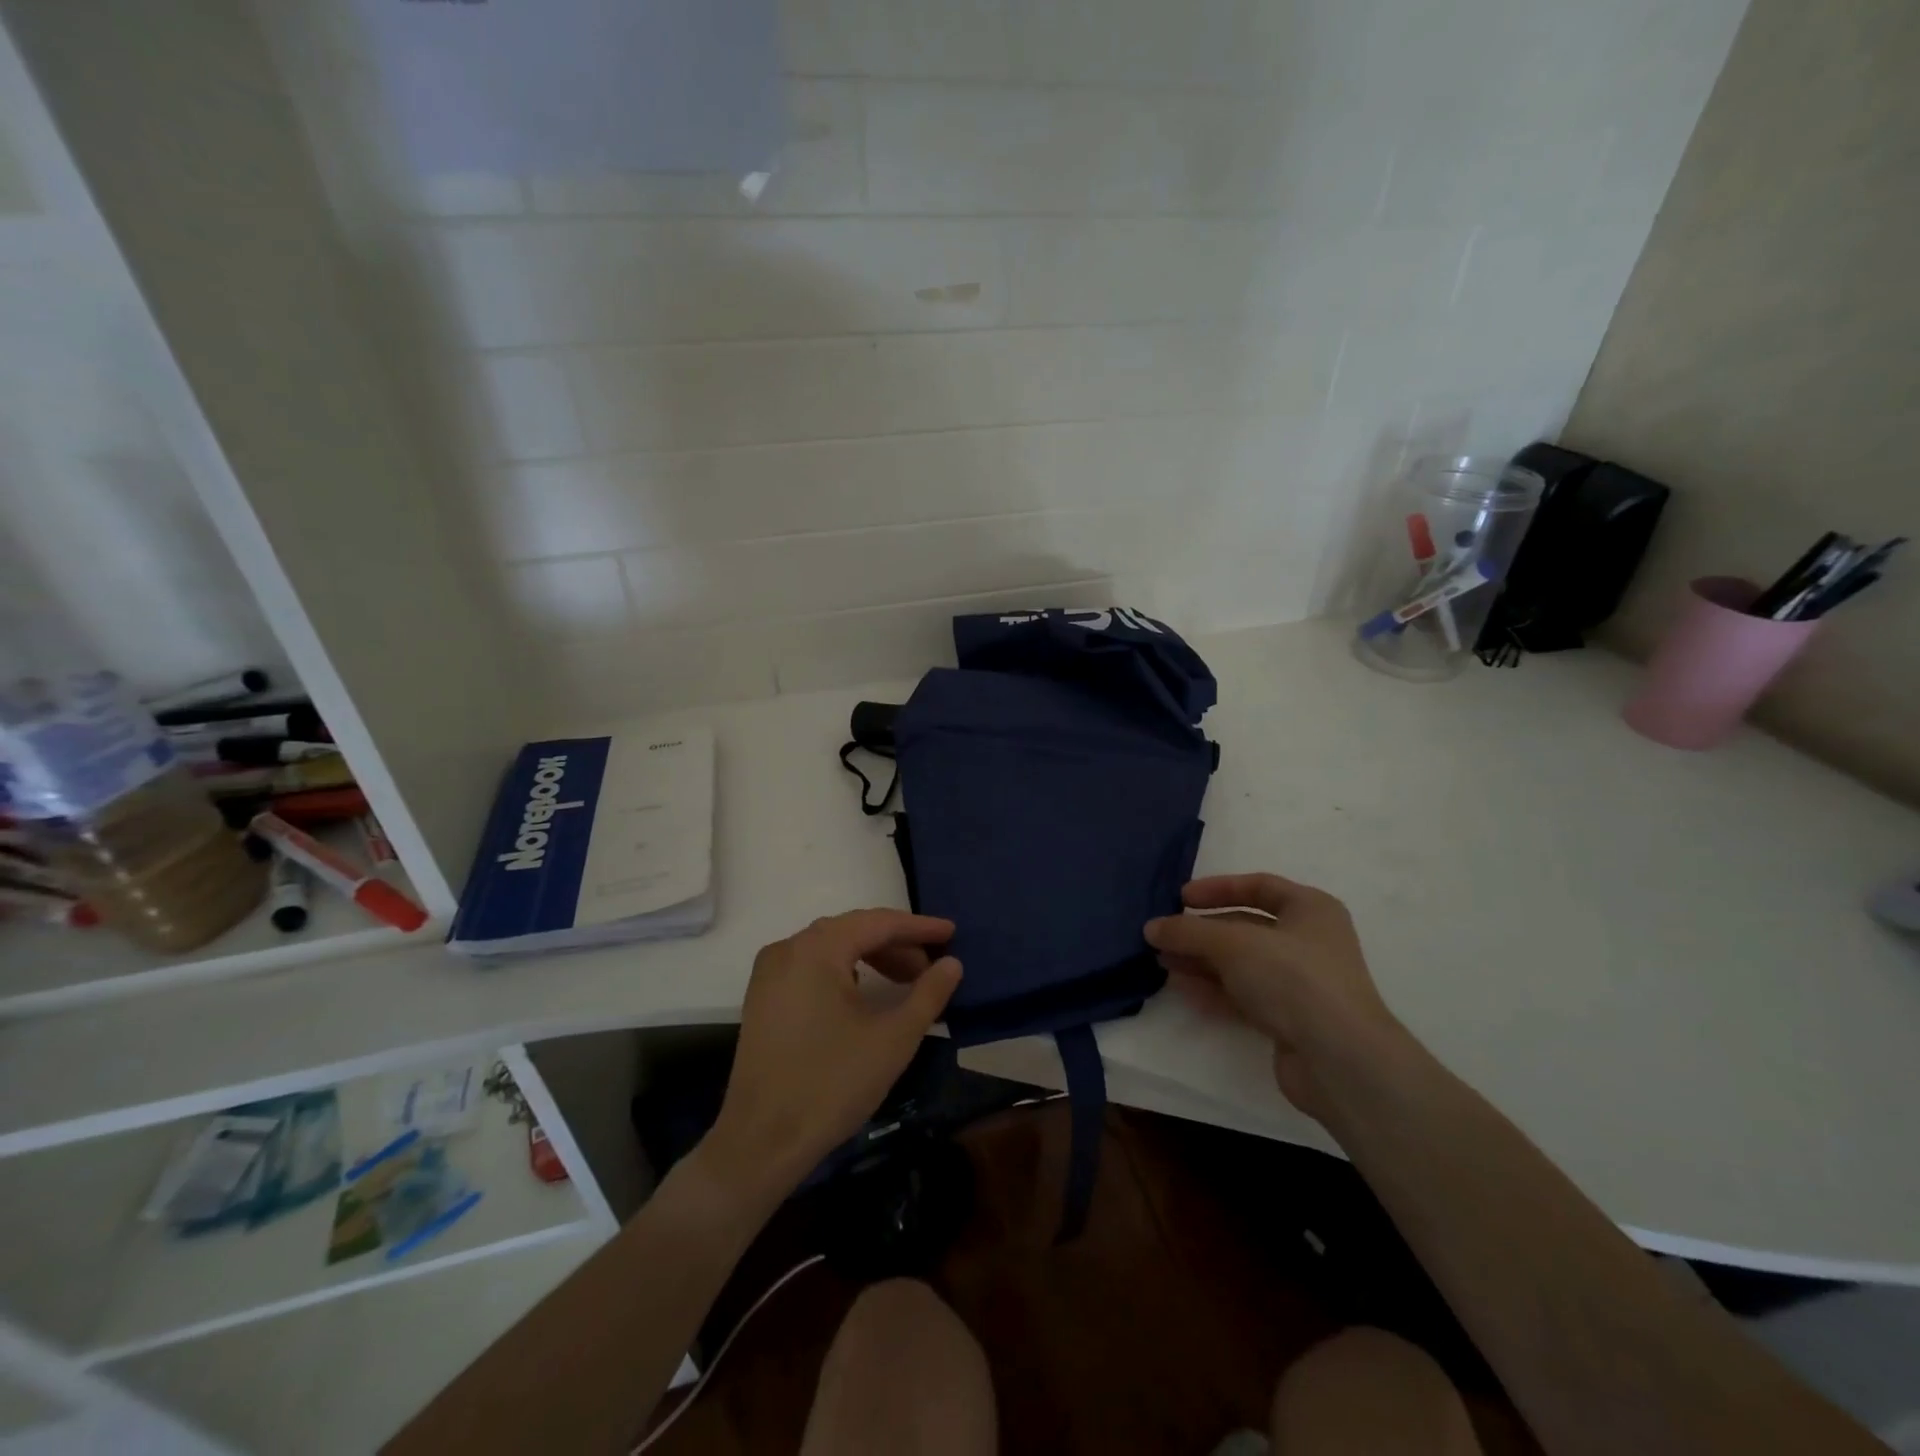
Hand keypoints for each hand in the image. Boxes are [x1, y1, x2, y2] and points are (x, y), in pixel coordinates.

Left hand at [703, 909, 961, 1203]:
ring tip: (907, 981)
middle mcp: (788, 949)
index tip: (952, 932)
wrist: (761, 1142)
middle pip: (852, 930)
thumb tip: (952, 963)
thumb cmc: (832, 1084)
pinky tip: (865, 993)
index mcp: (816, 949)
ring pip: (831, 948)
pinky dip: (844, 971)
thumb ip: (928, 993)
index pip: (878, 923)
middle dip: (896, 944)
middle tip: (932, 965)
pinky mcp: (763, 998)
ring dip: (872, 958)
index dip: (919, 927)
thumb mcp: (893, 1038)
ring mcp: (769, 973)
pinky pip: (811, 966)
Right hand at [1145, 873, 1398, 1119]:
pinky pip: (1246, 995)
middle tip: (1164, 935)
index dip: (1218, 889)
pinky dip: (1215, 989)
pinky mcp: (1292, 1020)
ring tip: (1163, 962)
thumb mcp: (1233, 943)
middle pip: (1246, 927)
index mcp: (1311, 909)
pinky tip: (1184, 989)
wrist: (1339, 1059)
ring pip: (1242, 963)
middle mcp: (1310, 941)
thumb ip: (1188, 931)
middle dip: (1202, 931)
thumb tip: (1151, 927)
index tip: (1181, 898)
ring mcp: (1302, 983)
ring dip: (1203, 961)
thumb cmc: (1292, 978)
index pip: (1258, 886)